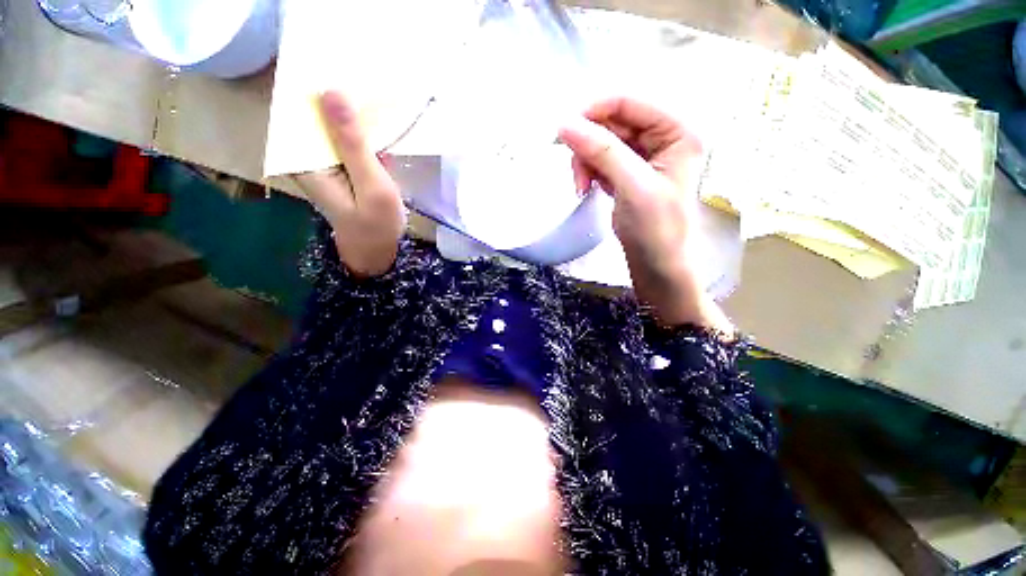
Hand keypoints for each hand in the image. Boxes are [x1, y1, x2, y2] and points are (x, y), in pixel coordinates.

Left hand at [296, 91, 404, 277]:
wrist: (379, 250)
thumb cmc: (376, 223)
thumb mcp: (370, 184)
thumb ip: (352, 143)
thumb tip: (331, 92)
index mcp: (303, 161)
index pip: (296, 110)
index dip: (314, 87)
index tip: (337, 69)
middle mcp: (306, 157)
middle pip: (314, 115)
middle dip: (338, 99)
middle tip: (363, 82)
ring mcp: (323, 163)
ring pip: (332, 126)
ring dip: (352, 115)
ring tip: (372, 98)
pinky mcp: (339, 167)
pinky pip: (345, 141)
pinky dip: (360, 133)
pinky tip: (375, 126)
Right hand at [559, 97, 730, 332]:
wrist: (657, 266)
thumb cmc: (656, 229)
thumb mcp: (632, 186)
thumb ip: (601, 151)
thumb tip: (564, 124)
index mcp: (677, 131)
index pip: (629, 102)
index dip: (594, 111)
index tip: (564, 131)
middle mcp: (662, 138)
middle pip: (612, 123)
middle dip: (589, 147)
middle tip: (577, 174)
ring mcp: (644, 158)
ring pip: (602, 144)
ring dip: (586, 163)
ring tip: (582, 188)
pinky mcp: (628, 175)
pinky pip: (601, 162)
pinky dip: (590, 173)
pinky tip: (589, 190)